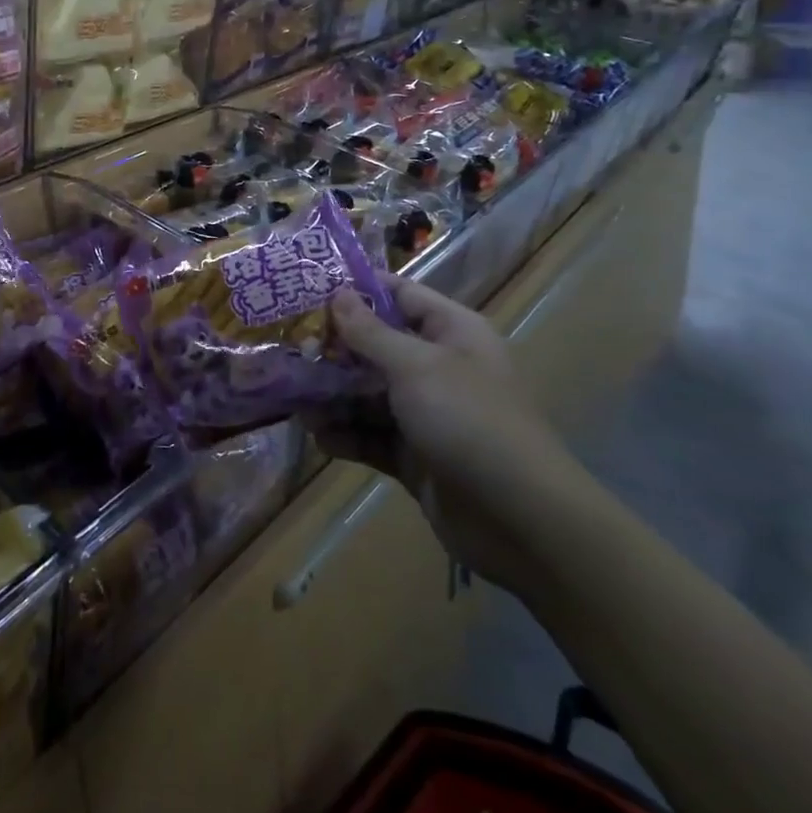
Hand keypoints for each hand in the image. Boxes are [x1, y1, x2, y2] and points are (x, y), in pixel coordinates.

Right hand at [323, 280, 586, 592]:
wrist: (520, 521)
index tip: (307, 291)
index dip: (356, 291)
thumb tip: (337, 295)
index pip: (399, 295)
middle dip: (334, 349)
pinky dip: (346, 434)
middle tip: (291, 351)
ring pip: (368, 393)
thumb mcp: (416, 366)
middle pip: (376, 346)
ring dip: (333, 396)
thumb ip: (370, 332)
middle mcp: (438, 367)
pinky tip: (319, 436)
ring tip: (295, 400)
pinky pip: (371, 435)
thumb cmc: (469, 421)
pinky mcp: (414, 454)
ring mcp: (426, 414)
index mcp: (452, 333)